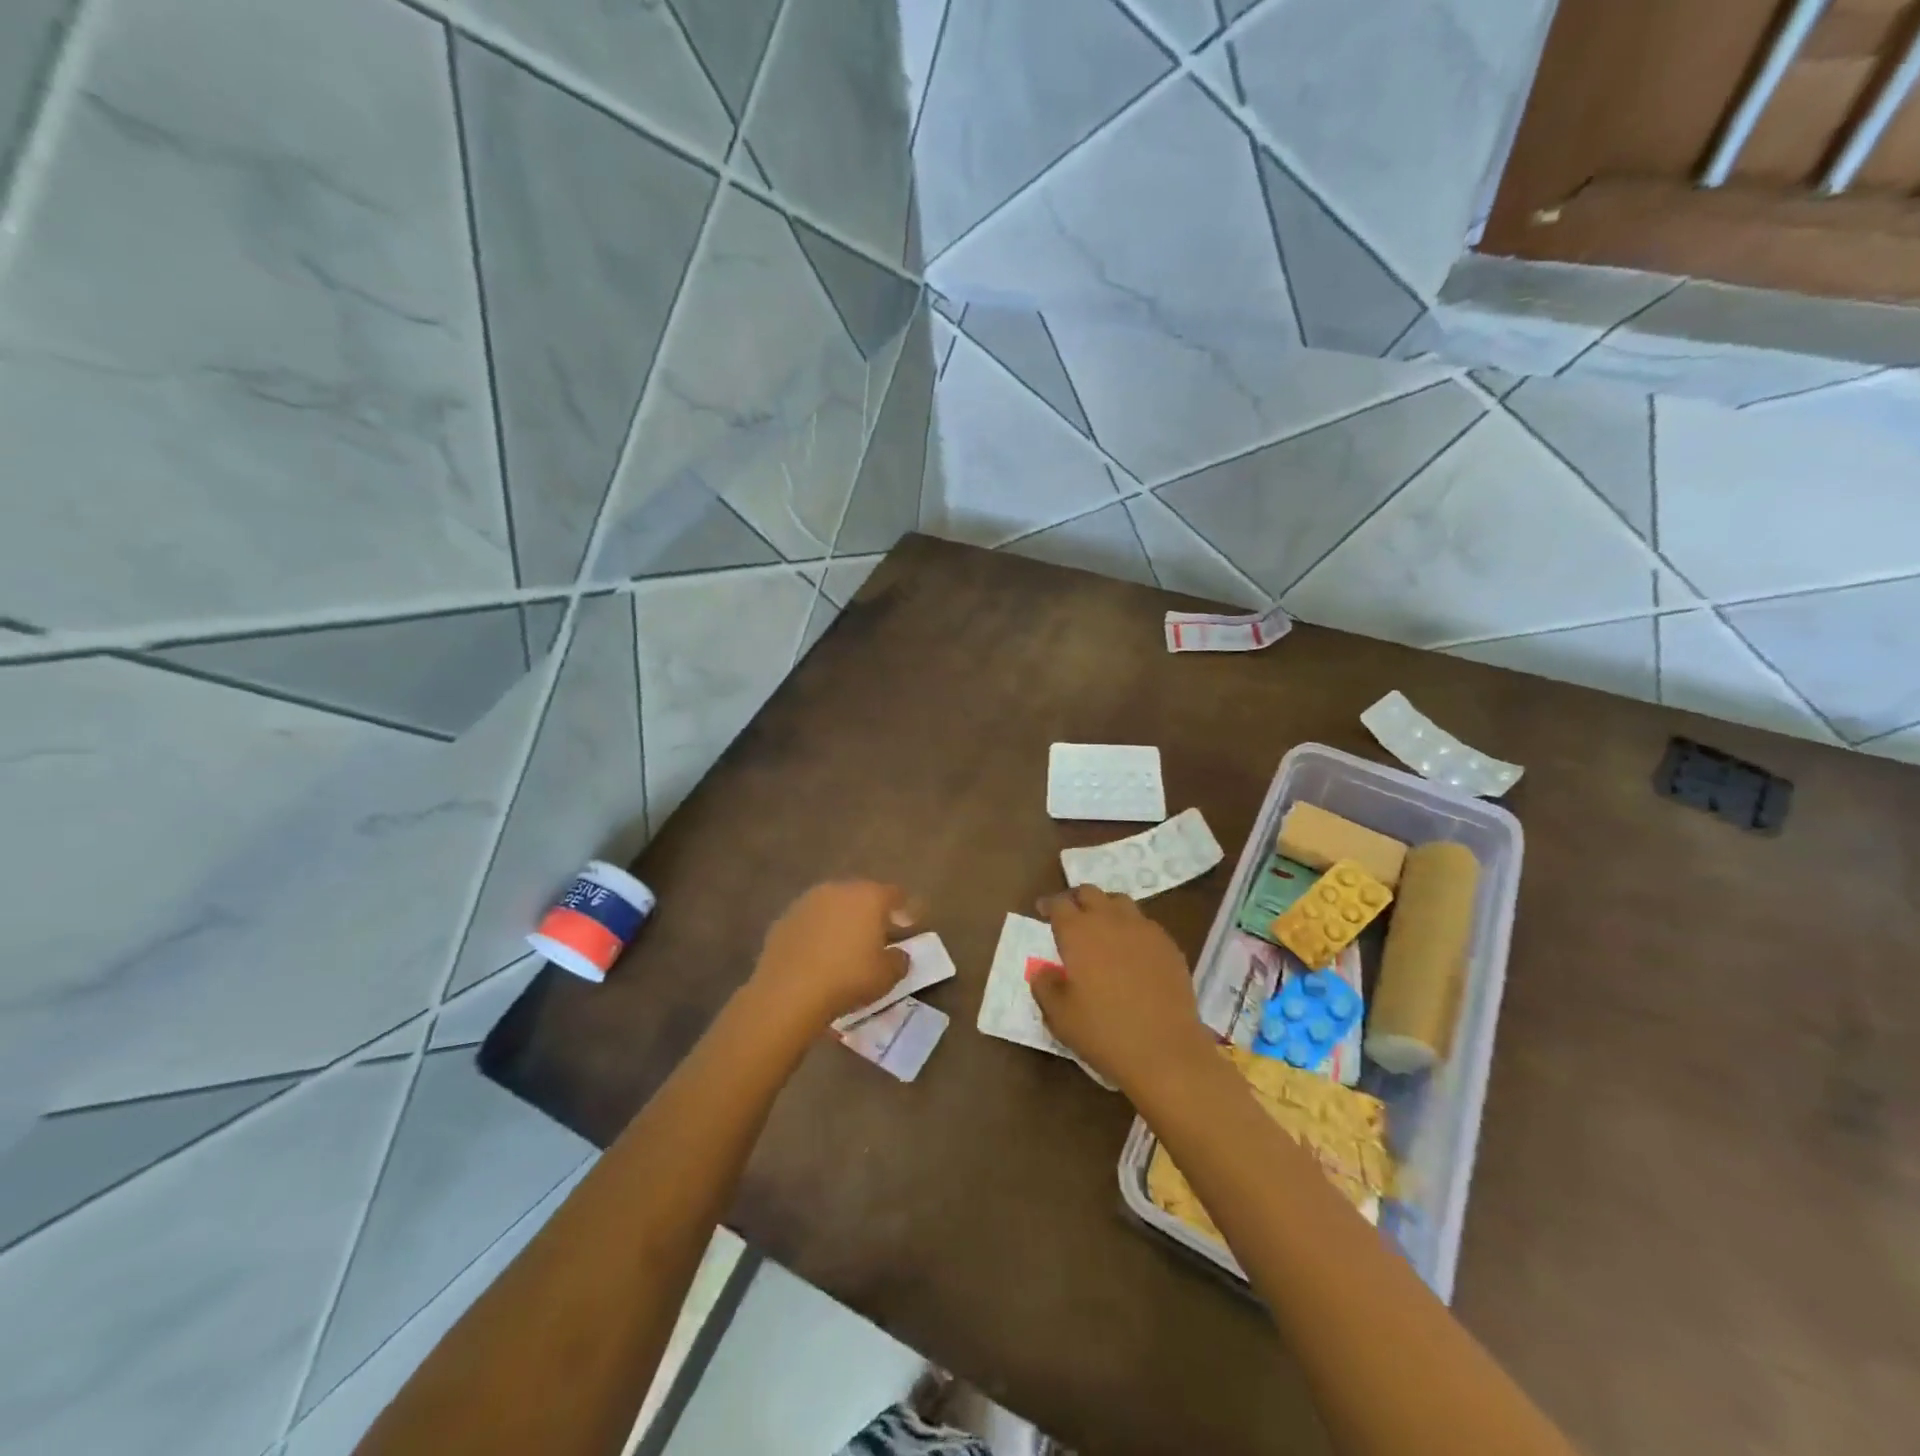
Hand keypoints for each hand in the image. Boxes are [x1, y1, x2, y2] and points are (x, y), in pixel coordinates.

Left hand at [747, 881, 919, 1030]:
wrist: (789, 992)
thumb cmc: (848, 978)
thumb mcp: (887, 976)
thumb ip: (900, 960)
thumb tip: (899, 953)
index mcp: (869, 896)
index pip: (895, 894)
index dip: (905, 909)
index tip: (908, 926)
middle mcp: (838, 889)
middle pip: (862, 895)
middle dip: (871, 912)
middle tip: (877, 936)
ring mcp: (807, 901)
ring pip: (833, 906)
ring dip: (842, 920)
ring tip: (845, 946)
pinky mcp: (783, 919)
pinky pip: (810, 922)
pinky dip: (817, 932)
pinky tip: (818, 955)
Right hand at [1029, 886, 1214, 1095]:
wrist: (1165, 1051)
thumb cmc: (1103, 1032)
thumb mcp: (1059, 1015)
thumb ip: (1045, 985)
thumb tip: (1043, 969)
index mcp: (1078, 932)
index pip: (1059, 904)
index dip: (1048, 904)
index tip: (1042, 910)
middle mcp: (1110, 920)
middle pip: (1090, 893)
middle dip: (1076, 899)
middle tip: (1070, 915)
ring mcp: (1144, 930)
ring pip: (1120, 902)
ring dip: (1106, 908)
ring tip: (1102, 927)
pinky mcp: (1169, 945)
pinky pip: (1145, 924)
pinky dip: (1132, 928)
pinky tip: (1132, 950)